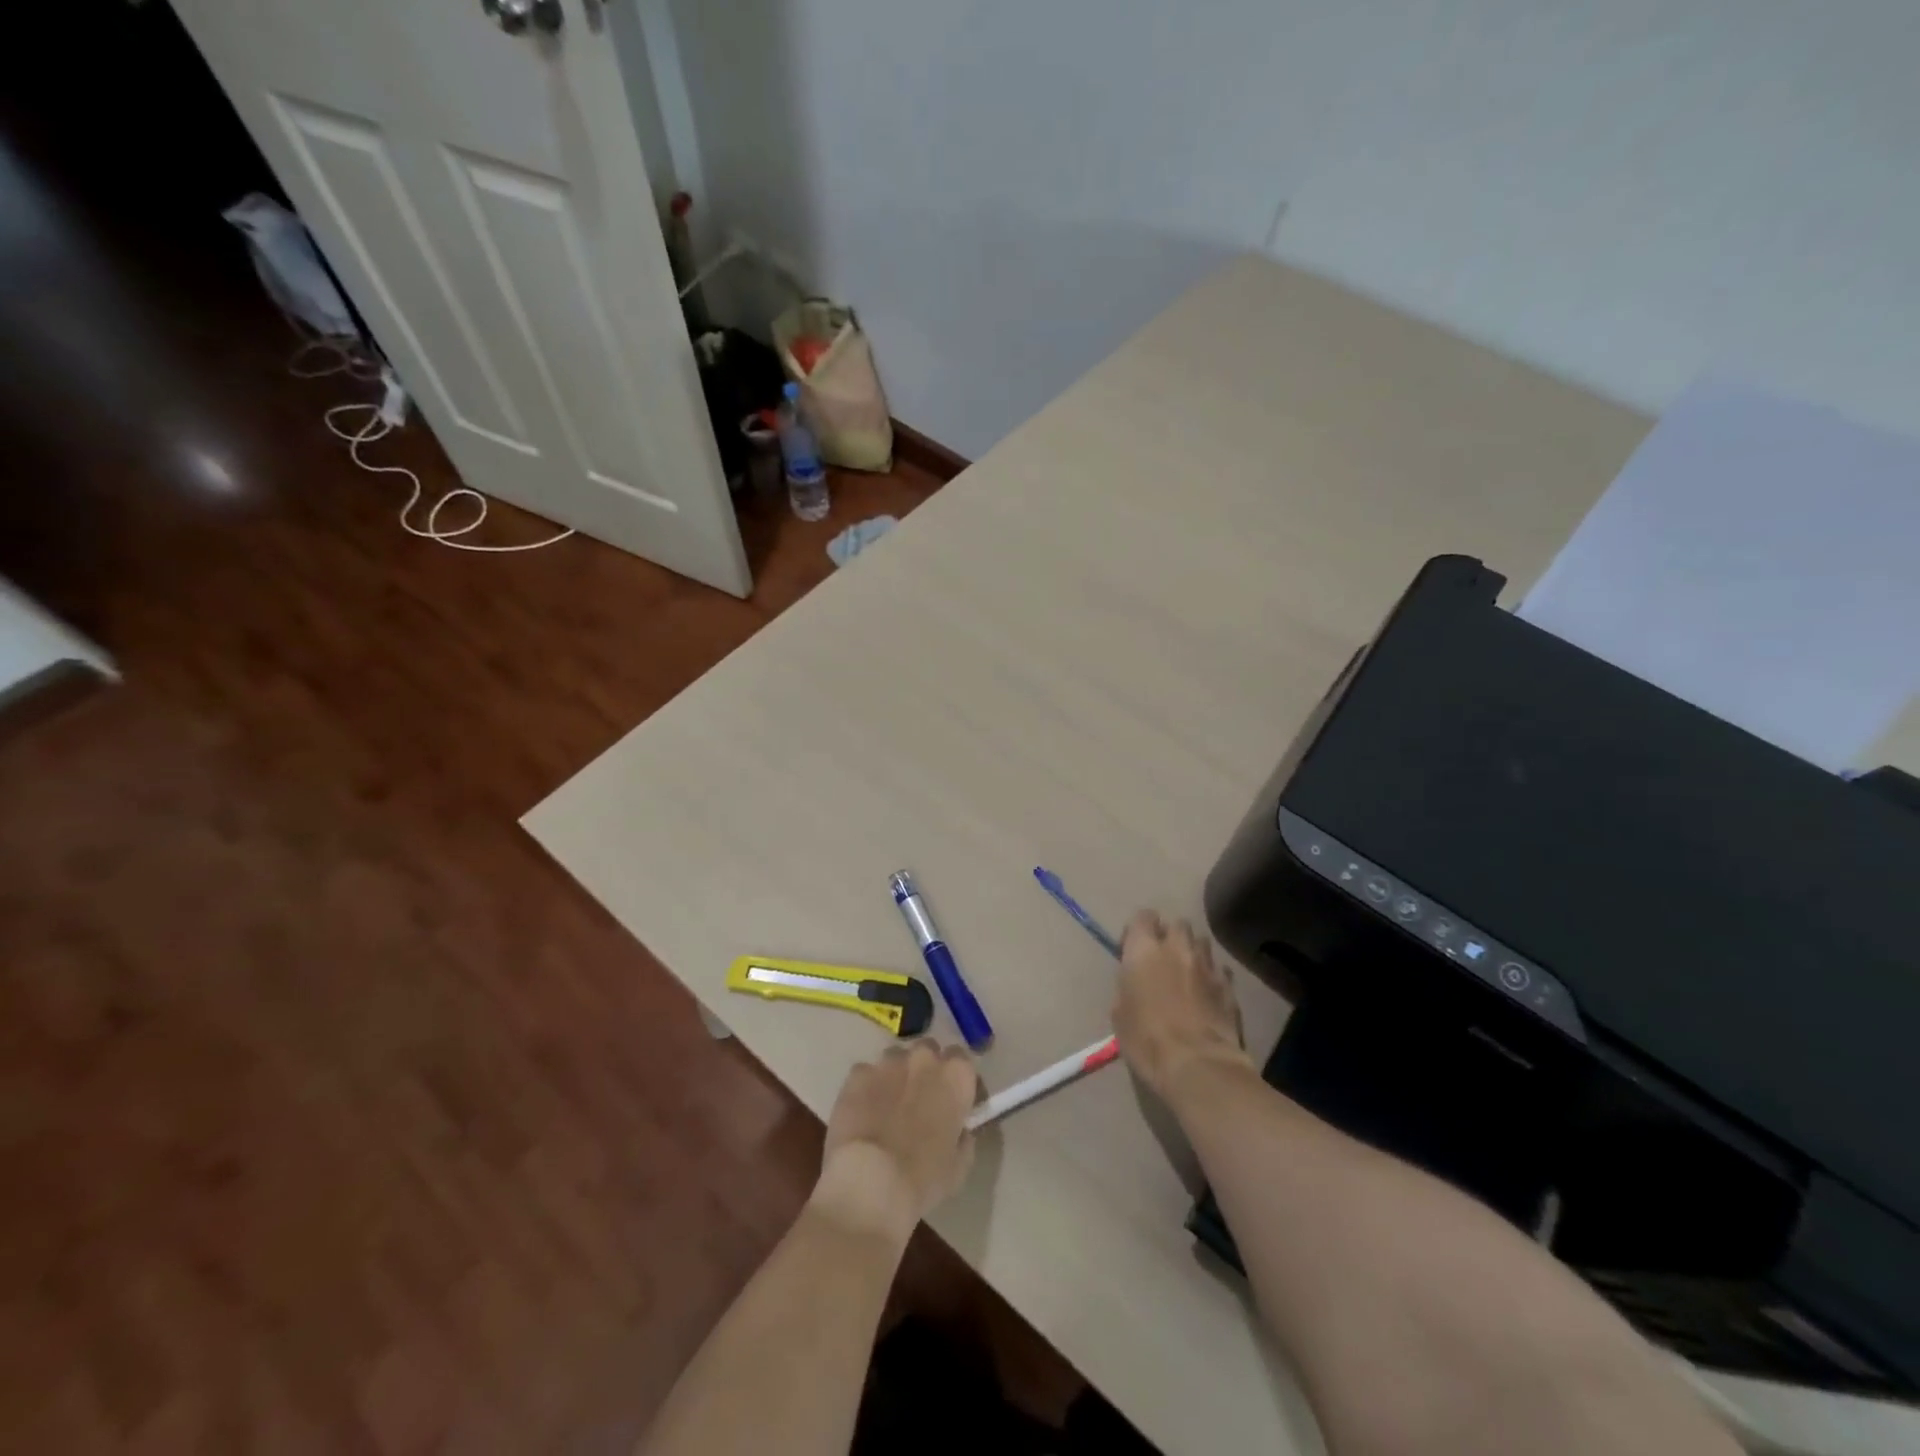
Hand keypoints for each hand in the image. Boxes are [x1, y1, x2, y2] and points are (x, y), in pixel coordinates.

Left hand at [809, 1040, 979, 1243]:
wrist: (870, 1182)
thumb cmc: (924, 1178)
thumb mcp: (959, 1165)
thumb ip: (963, 1136)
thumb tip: (958, 1128)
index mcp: (955, 1076)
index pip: (963, 1062)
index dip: (958, 1082)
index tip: (955, 1102)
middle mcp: (924, 1059)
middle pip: (928, 1052)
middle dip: (926, 1070)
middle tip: (921, 1101)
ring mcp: (888, 1063)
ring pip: (896, 1059)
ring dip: (897, 1075)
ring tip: (889, 1107)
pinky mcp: (857, 1074)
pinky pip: (866, 1074)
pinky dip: (868, 1088)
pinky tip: (863, 1113)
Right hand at [1111, 911, 1250, 1103]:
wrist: (1197, 1065)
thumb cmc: (1147, 1040)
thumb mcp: (1120, 1013)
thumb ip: (1128, 984)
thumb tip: (1136, 980)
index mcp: (1144, 950)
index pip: (1143, 917)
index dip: (1138, 930)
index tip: (1132, 950)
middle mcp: (1177, 948)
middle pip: (1177, 924)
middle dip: (1170, 935)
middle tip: (1163, 958)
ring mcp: (1207, 965)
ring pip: (1202, 942)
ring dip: (1193, 952)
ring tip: (1187, 973)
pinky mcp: (1230, 986)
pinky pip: (1220, 969)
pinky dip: (1212, 975)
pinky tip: (1208, 994)